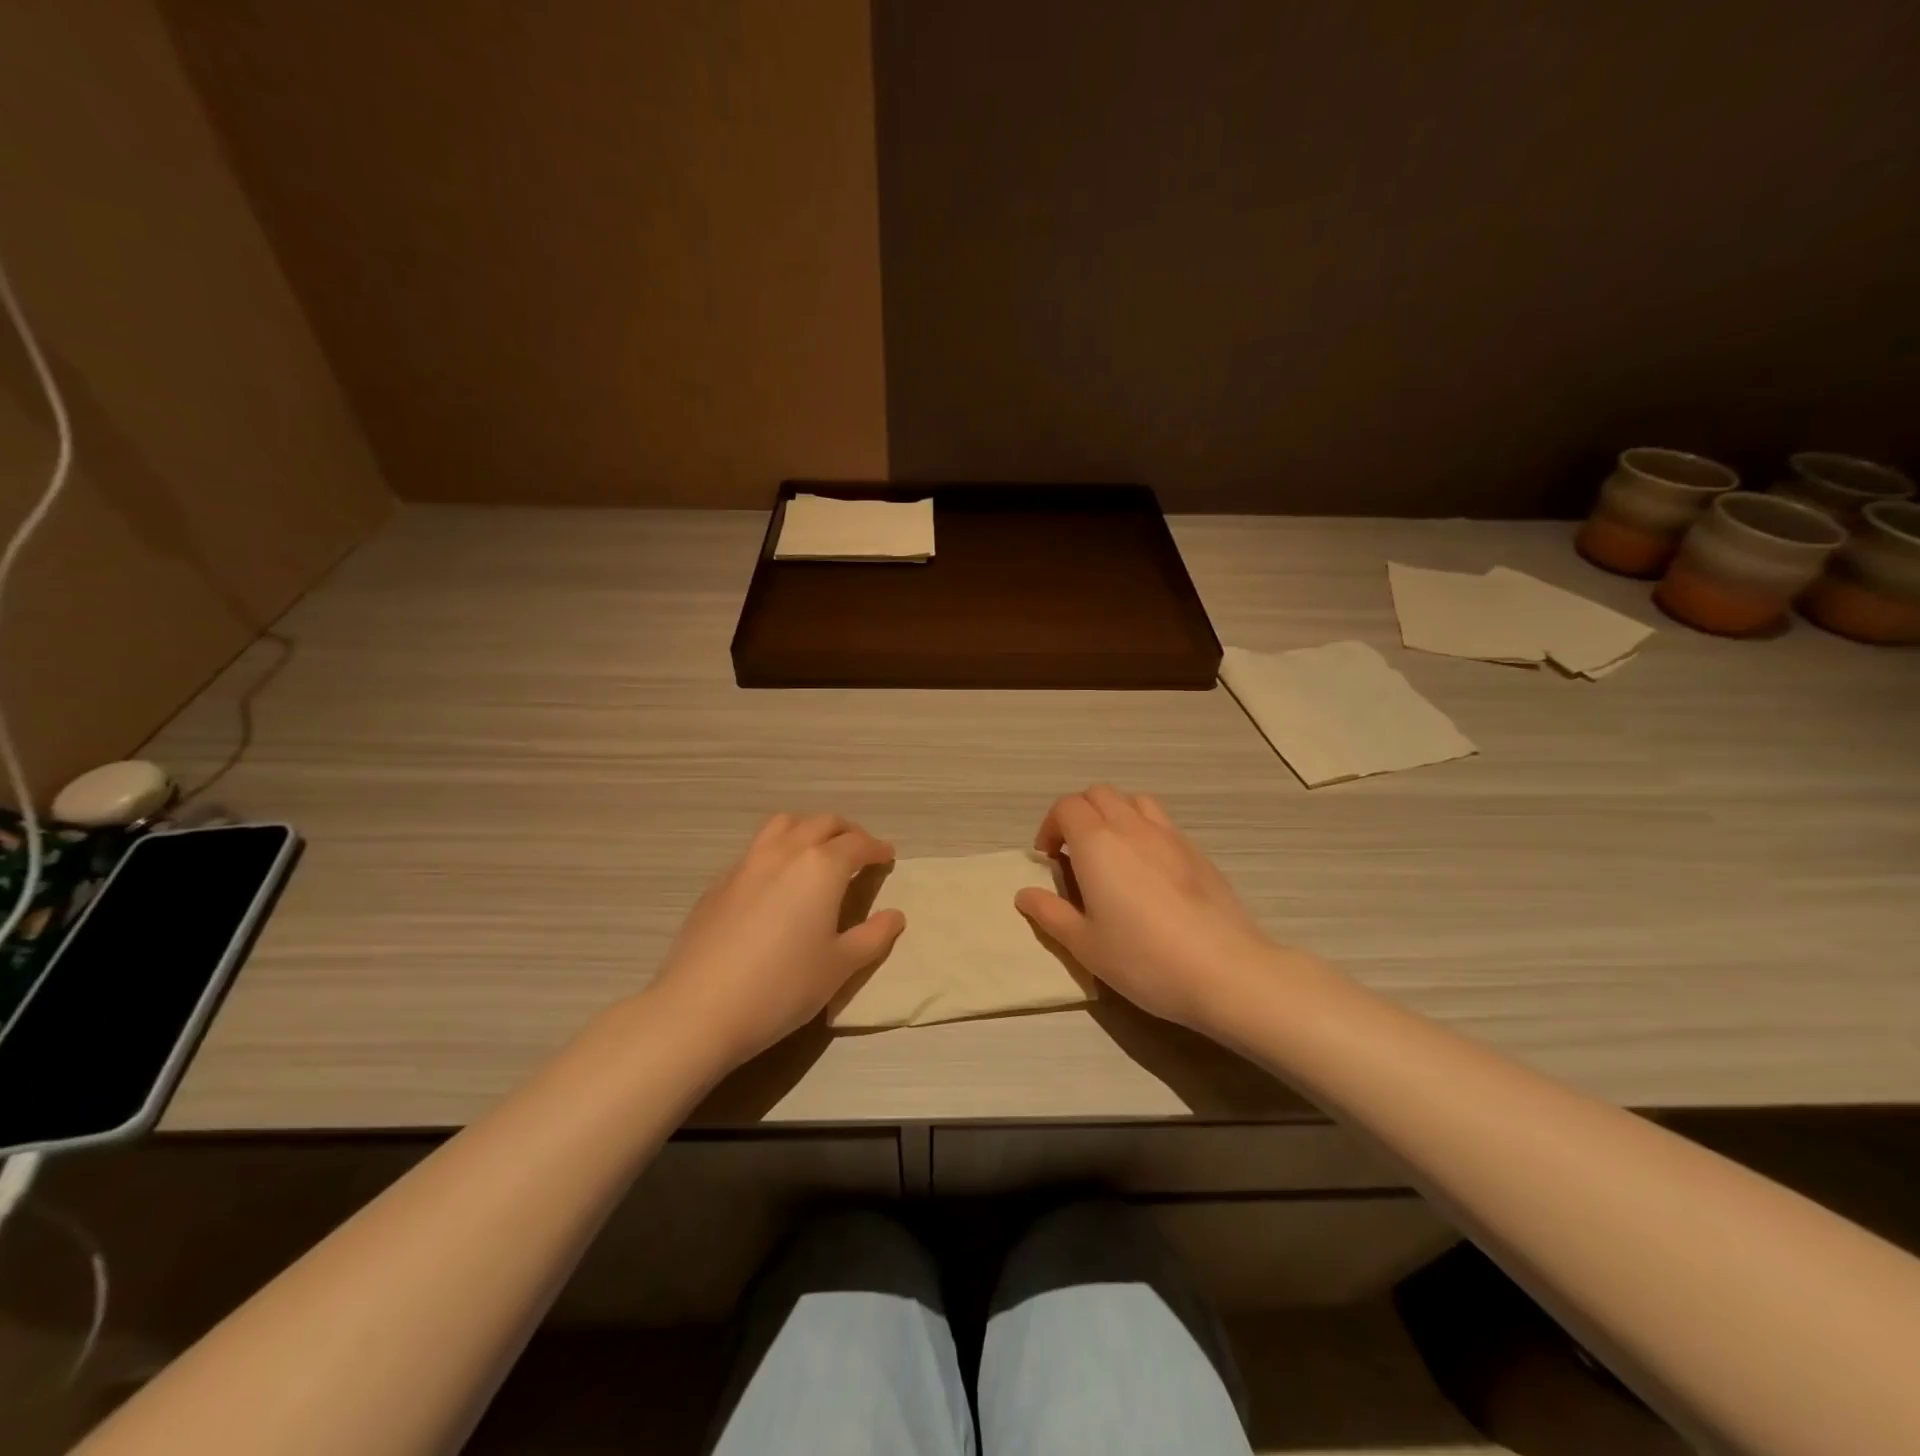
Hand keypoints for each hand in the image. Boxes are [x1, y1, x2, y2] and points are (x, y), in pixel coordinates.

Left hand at [648, 814, 904, 1072]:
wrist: (699, 1009)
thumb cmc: (782, 986)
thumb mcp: (840, 966)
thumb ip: (873, 936)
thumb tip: (894, 915)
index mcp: (821, 867)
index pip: (857, 843)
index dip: (876, 848)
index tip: (887, 856)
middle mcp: (785, 852)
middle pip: (821, 822)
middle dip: (846, 831)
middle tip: (858, 851)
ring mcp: (746, 863)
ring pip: (783, 825)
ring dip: (808, 829)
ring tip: (817, 853)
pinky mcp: (719, 883)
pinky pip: (756, 850)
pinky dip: (777, 851)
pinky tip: (776, 883)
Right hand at [1015, 786, 1281, 1039]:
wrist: (1224, 970)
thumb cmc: (1143, 958)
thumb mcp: (1085, 944)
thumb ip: (1051, 913)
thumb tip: (1024, 894)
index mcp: (1097, 843)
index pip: (1066, 807)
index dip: (1050, 827)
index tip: (1049, 859)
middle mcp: (1131, 827)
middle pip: (1098, 794)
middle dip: (1079, 814)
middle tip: (1075, 854)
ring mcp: (1170, 835)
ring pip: (1134, 801)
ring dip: (1114, 815)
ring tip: (1112, 853)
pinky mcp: (1197, 852)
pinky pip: (1162, 823)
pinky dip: (1144, 831)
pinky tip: (1150, 871)